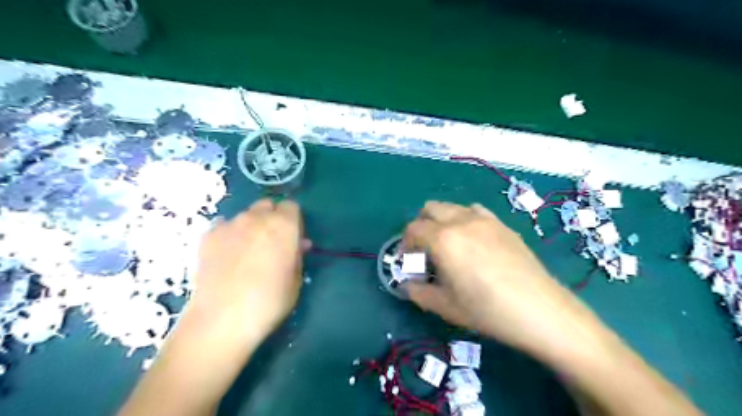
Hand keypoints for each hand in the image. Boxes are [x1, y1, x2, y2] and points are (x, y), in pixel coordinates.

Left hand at [191, 198, 306, 343]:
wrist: (222, 319)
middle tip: (272, 242)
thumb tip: (297, 244)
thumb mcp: (295, 279)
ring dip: (251, 226)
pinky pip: (224, 226)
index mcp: (283, 225)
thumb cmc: (269, 301)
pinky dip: (229, 235)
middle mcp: (257, 217)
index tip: (292, 237)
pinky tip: (227, 255)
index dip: (293, 221)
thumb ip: (297, 255)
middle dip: (272, 218)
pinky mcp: (207, 236)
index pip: (291, 206)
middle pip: (267, 206)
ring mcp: (229, 224)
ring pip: (245, 215)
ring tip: (247, 250)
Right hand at [405, 200, 600, 353]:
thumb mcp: (445, 306)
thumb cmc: (487, 310)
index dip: (405, 244)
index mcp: (443, 239)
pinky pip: (475, 211)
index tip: (409, 261)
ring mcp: (484, 219)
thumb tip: (407, 285)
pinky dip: (464, 219)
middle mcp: (461, 221)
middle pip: (429, 209)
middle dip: (421, 226)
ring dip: (441, 221)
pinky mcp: (502, 224)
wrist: (540, 310)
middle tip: (425, 250)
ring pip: (452, 207)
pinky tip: (473, 240)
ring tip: (449, 245)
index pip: (413, 229)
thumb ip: (418, 292)